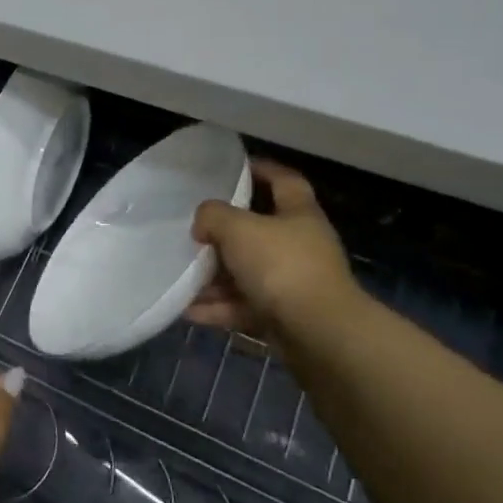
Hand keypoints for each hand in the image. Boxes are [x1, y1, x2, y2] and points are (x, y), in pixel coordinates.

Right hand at [187, 161, 362, 346]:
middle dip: (225, 234)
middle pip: (259, 231)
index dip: (262, 170)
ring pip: (248, 273)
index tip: (235, 167)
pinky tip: (189, 310)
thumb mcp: (237, 228)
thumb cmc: (281, 266)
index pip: (284, 180)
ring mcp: (294, 284)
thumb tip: (204, 224)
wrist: (320, 335)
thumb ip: (213, 216)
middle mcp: (300, 246)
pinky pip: (245, 307)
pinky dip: (219, 308)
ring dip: (215, 277)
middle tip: (195, 231)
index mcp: (299, 214)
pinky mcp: (285, 317)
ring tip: (182, 276)